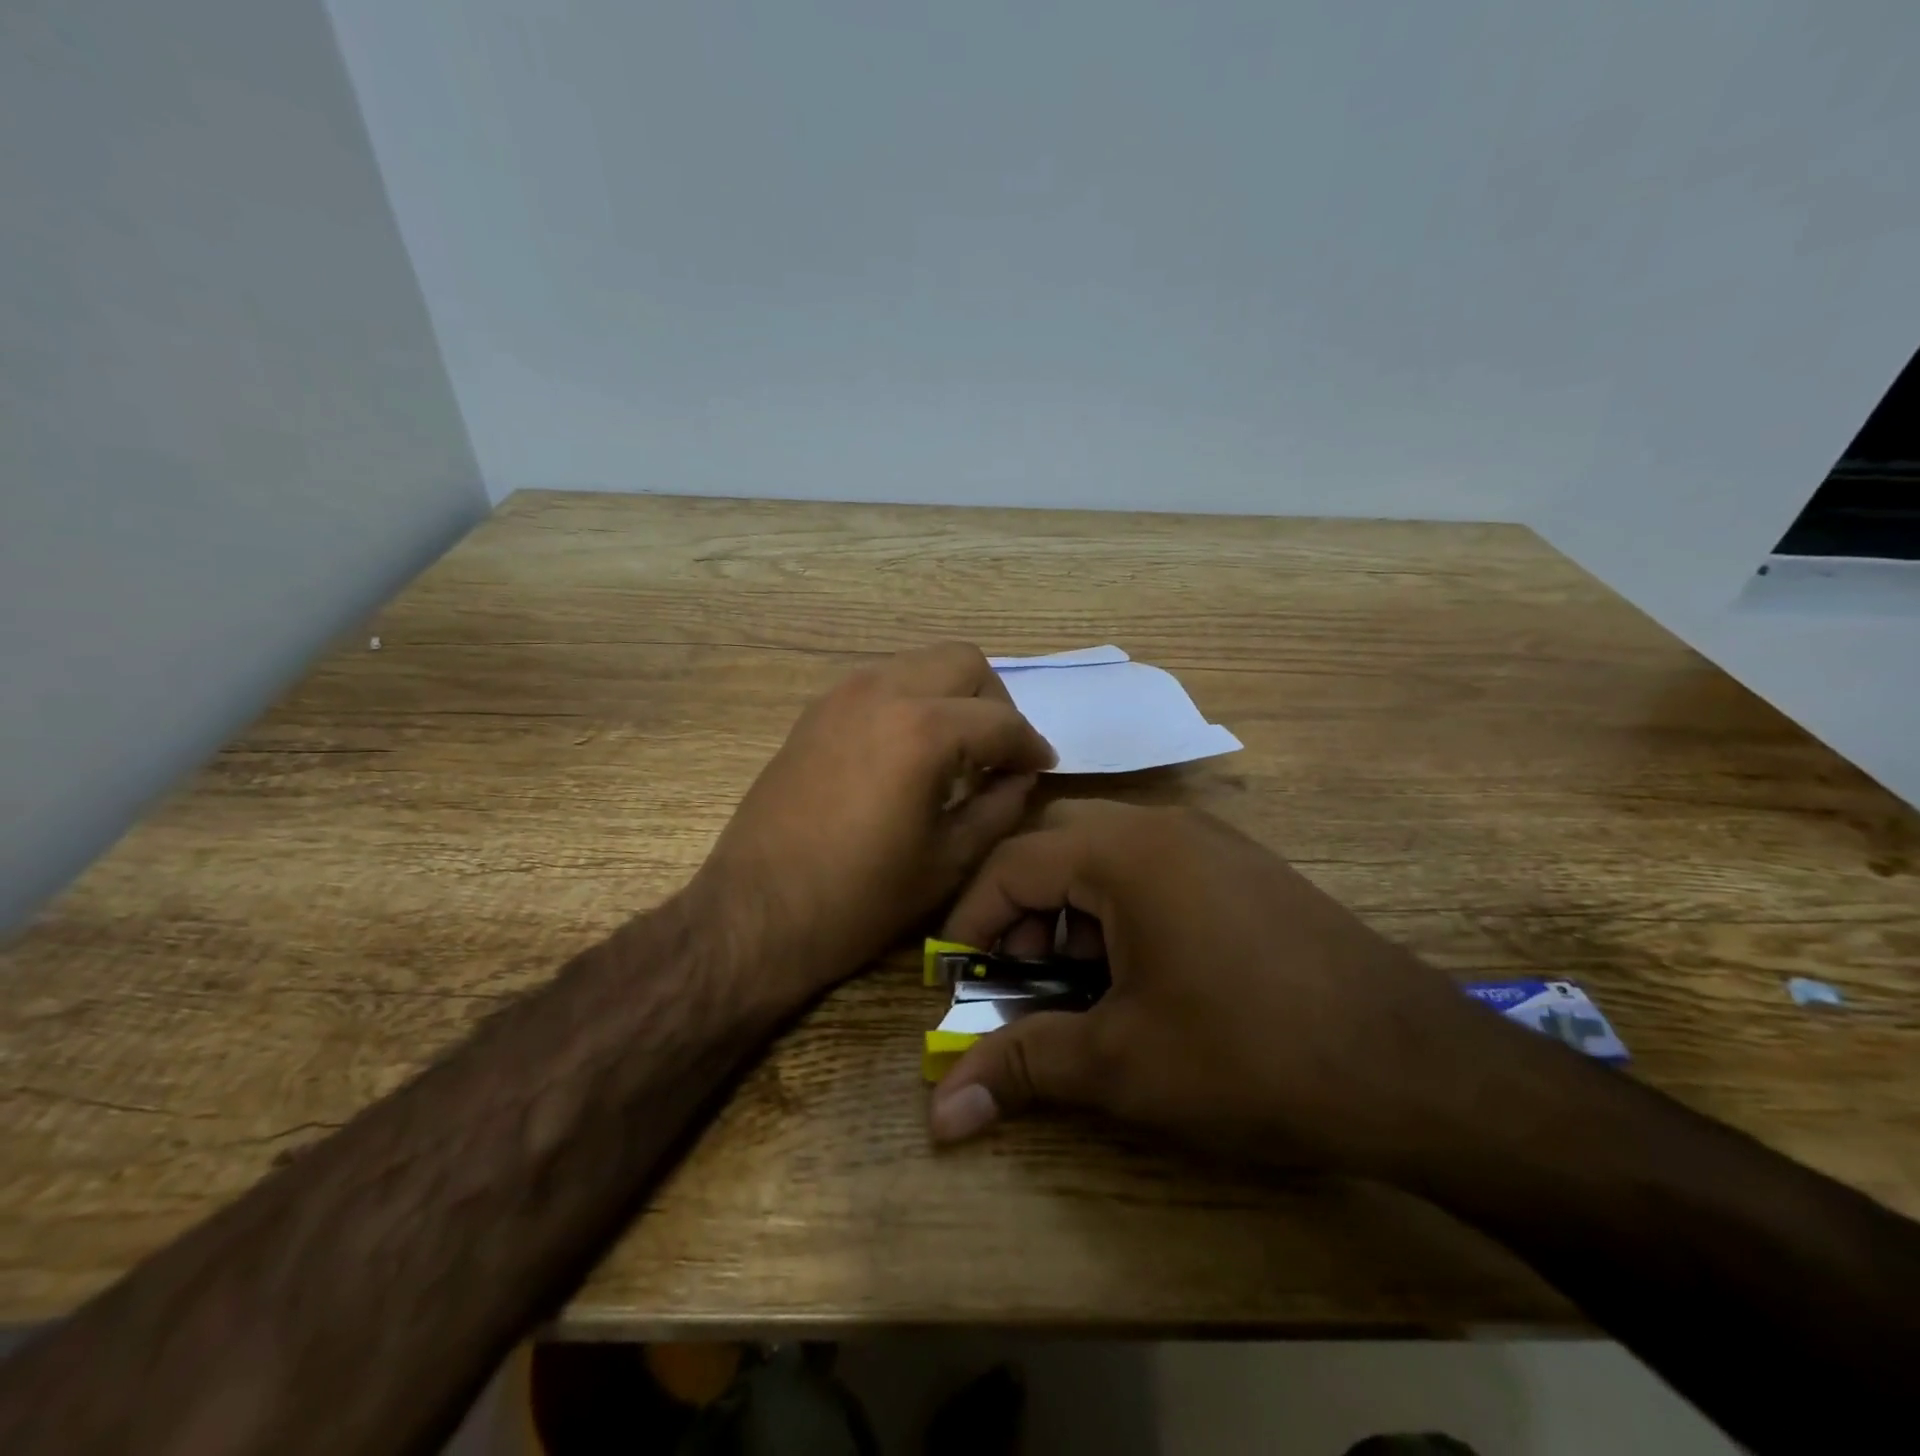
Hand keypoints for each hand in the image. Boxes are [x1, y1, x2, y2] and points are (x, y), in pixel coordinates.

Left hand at [695, 643, 1055, 1006]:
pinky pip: (882, 682)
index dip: (1031, 746)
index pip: (1001, 720)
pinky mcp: (816, 711)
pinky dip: (911, 701)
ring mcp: (843, 695)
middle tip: (998, 753)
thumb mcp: (949, 861)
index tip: (1041, 769)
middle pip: (963, 662)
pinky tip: (909, 752)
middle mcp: (884, 691)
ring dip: (950, 696)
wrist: (757, 913)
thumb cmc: (860, 899)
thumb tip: (1021, 777)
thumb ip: (999, 808)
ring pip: (920, 663)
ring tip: (956, 752)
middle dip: (994, 703)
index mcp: (924, 730)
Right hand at [927, 801, 1509, 1179]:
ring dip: (1070, 910)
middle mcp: (1164, 826)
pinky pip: (1152, 868)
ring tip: (1077, 983)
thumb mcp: (1123, 1064)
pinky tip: (1139, 973)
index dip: (970, 921)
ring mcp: (1211, 842)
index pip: (1012, 864)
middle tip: (1017, 975)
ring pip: (1105, 853)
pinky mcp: (1243, 869)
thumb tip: (940, 1114)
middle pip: (1055, 843)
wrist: (1418, 1069)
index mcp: (1125, 852)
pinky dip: (1119, 909)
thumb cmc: (1251, 1055)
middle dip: (1019, 907)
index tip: (954, 978)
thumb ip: (1024, 1068)